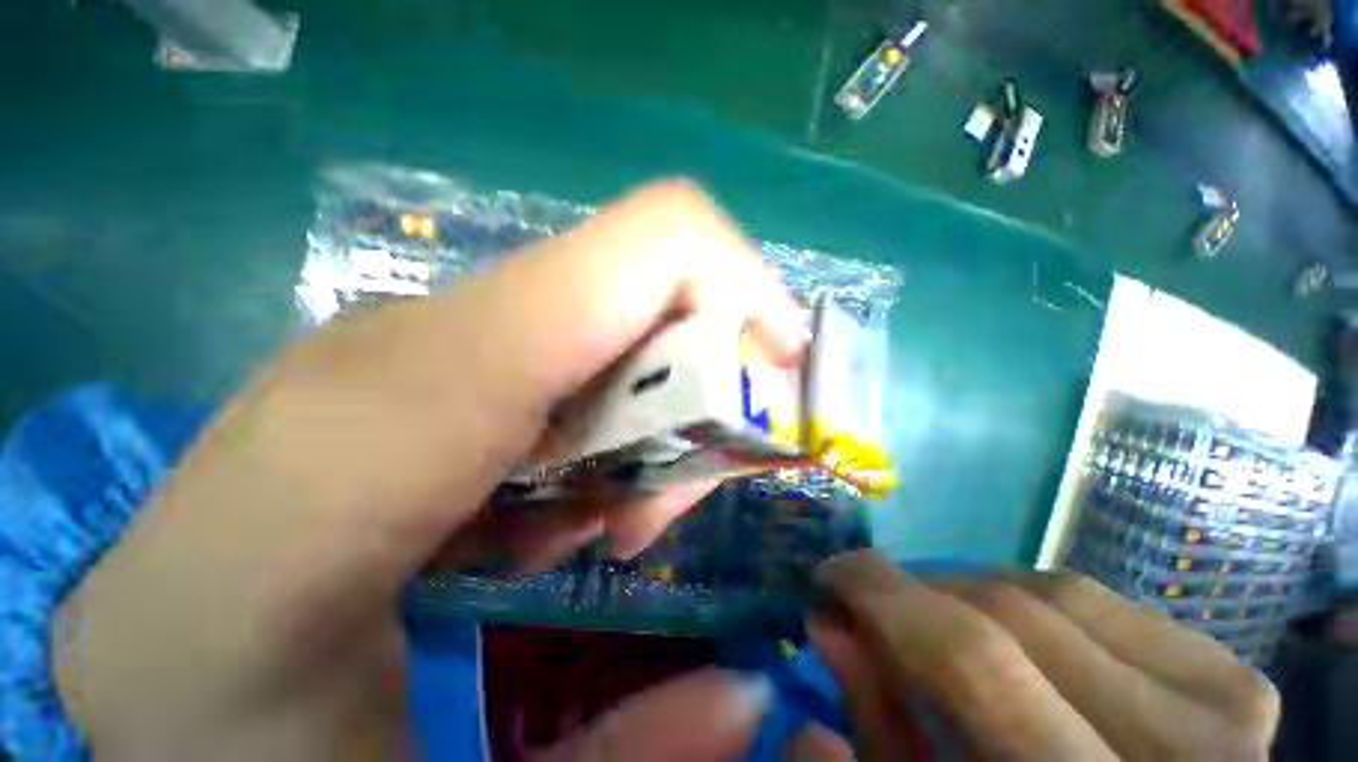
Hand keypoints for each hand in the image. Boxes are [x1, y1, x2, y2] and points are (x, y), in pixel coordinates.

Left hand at [52, 180, 804, 758]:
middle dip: (710, 365)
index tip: (785, 363)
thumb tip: (743, 696)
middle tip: (684, 484)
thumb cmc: (229, 728)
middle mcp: (427, 339)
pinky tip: (579, 494)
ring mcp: (424, 340)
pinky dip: (618, 413)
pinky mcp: (430, 363)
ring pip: (614, 313)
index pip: (637, 249)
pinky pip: (574, 347)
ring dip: (662, 403)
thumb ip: (609, 746)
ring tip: (624, 509)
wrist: (130, 664)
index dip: (738, 284)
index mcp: (410, 405)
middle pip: (643, 278)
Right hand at [808, 550, 1279, 760]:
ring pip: (1061, 595)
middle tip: (877, 604)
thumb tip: (828, 626)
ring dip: (976, 595)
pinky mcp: (1242, 687)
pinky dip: (1043, 608)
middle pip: (1013, 617)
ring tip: (942, 618)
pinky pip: (1112, 607)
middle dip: (919, 594)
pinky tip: (1025, 640)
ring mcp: (1231, 716)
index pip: (970, 660)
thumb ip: (879, 731)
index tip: (832, 572)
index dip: (879, 593)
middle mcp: (1187, 760)